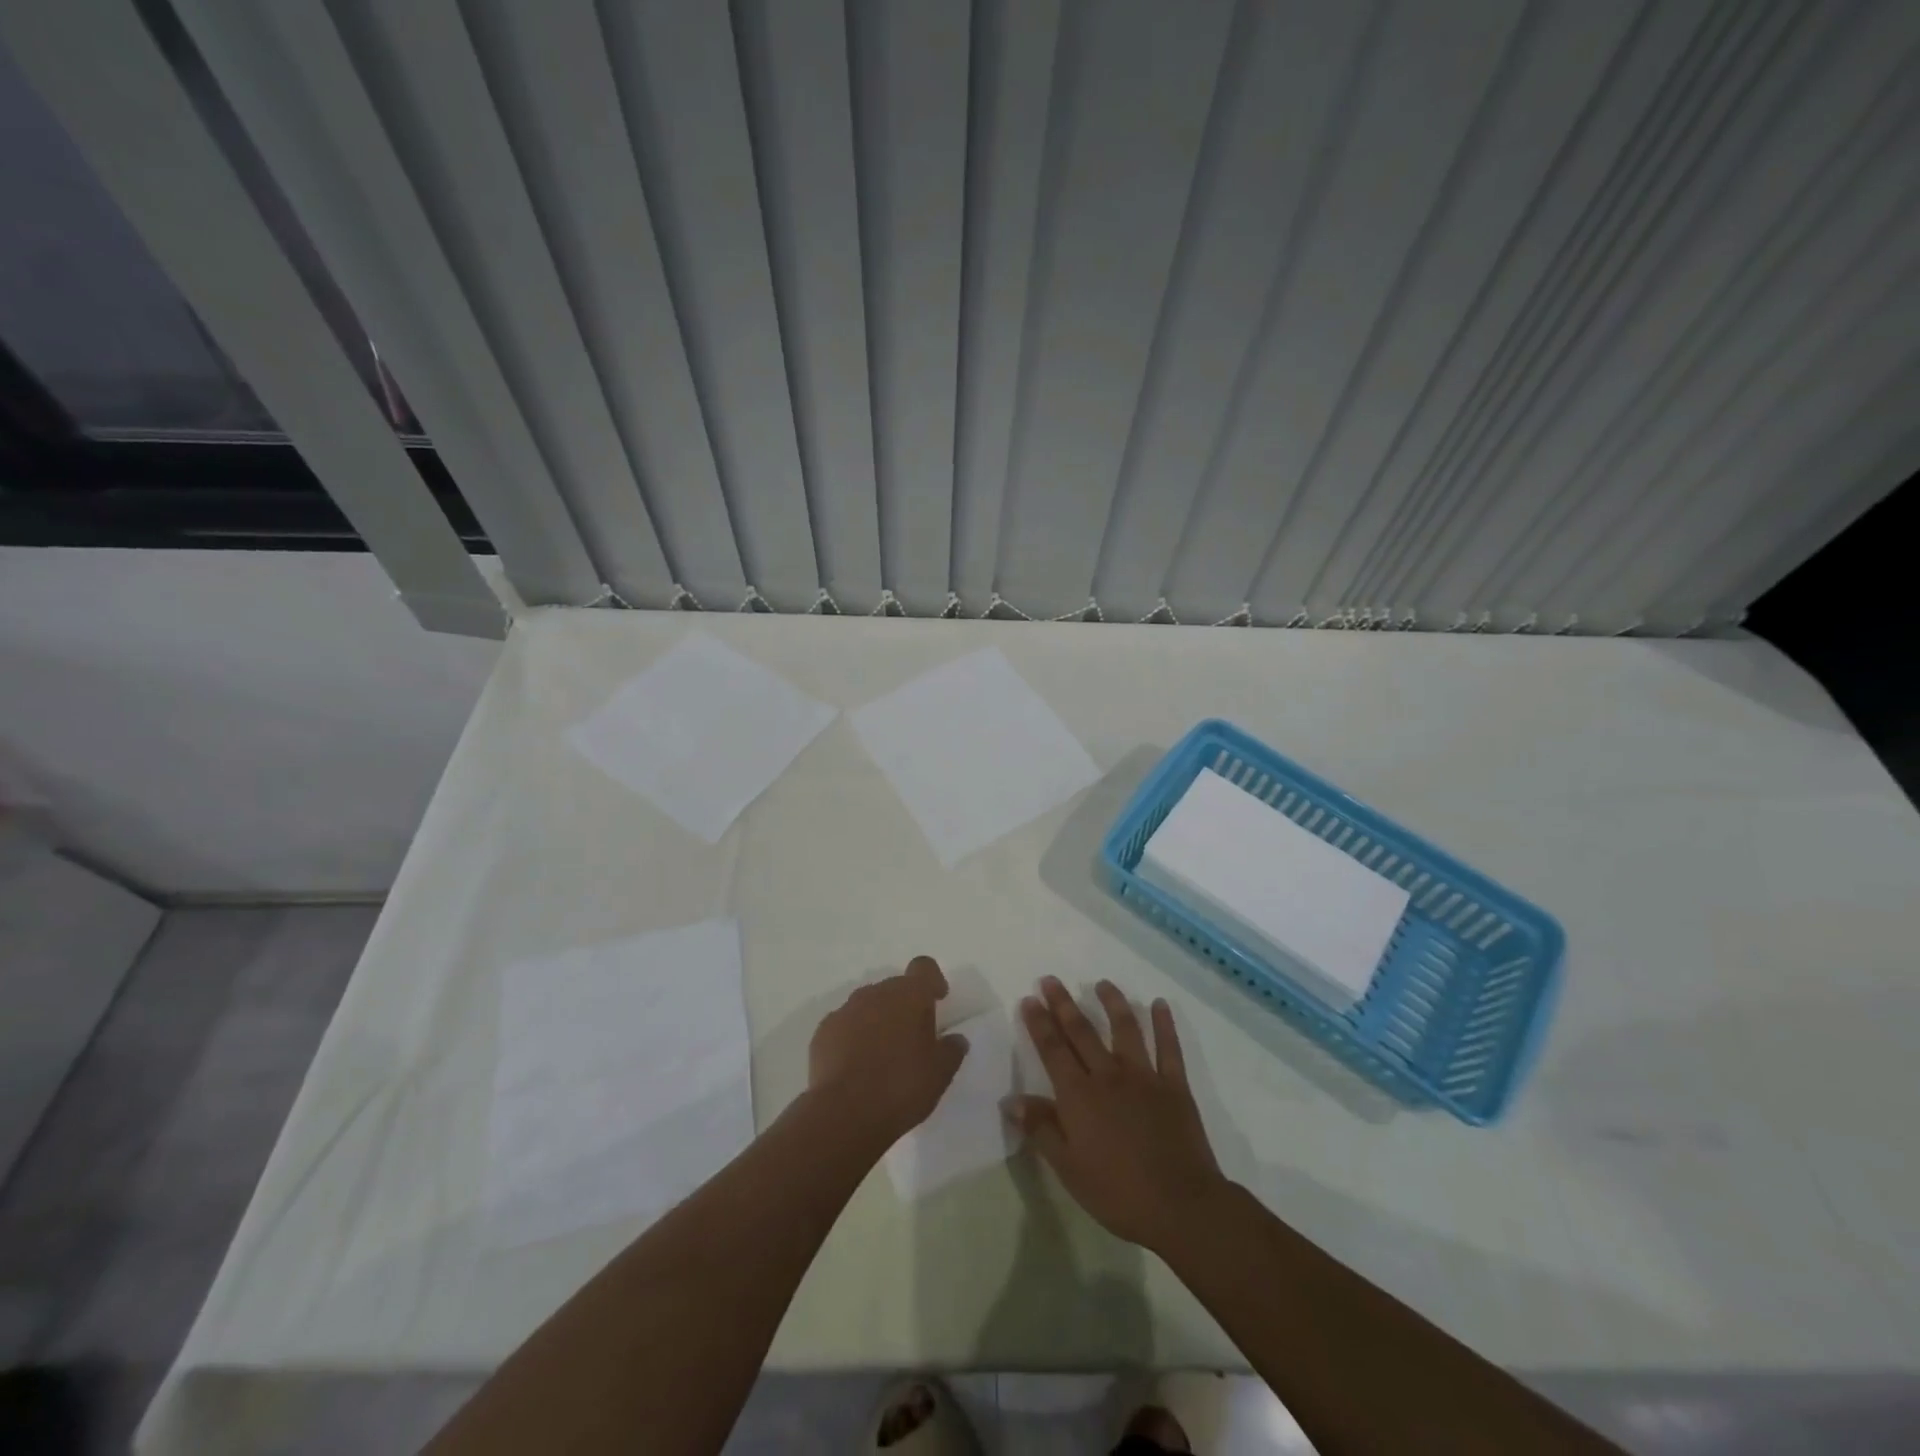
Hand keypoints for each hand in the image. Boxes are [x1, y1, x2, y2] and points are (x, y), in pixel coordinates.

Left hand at [808, 955, 967, 1151]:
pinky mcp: (823, 1031)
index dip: (932, 980)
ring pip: (867, 1005)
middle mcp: (877, 993)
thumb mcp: (941, 1073)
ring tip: (882, 1054)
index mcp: (910, 995)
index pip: (924, 967)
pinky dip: (852, 1037)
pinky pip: (844, 1025)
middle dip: (904, 1005)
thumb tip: (956, 1039)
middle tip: (912, 1037)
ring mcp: (846, 1010)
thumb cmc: (902, 1086)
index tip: (938, 999)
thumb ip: (952, 1050)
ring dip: (877, 1020)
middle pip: (895, 987)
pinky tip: (856, 1066)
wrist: (846, 1113)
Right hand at [1008, 977, 1227, 1253]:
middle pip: (1082, 1032)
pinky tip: (1160, 1004)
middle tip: (1051, 980)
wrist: (1180, 1205)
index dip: (1039, 1024)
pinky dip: (1164, 1024)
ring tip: (1103, 984)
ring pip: (1124, 1029)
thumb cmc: (1117, 1192)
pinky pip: (1169, 1048)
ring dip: (1112, 1003)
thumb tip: (1010, 1100)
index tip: (1029, 999)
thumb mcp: (1068, 1168)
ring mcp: (1143, 1076)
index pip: (1053, 1050)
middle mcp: (1108, 1075)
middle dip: (1064, 1004)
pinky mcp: (1174, 1085)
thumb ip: (1040, 1129)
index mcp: (1079, 1095)